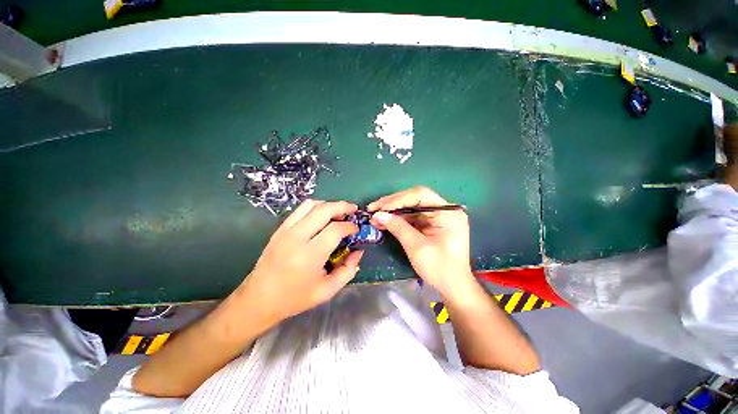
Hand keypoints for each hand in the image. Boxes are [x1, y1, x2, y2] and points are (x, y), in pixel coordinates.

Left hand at [238, 200, 363, 323]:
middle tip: (353, 209)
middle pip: (324, 210)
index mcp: (310, 255)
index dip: (350, 226)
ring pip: (311, 205)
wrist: (259, 299)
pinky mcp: (280, 229)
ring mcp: (286, 231)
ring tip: (339, 211)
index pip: (335, 229)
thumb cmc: (295, 298)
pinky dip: (315, 207)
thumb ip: (348, 270)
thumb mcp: (327, 290)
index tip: (356, 230)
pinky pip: (300, 210)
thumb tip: (358, 251)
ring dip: (328, 204)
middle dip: (342, 206)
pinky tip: (322, 215)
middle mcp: (297, 237)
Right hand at [368, 186, 475, 298]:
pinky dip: (399, 219)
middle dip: (393, 204)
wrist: (453, 287)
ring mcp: (438, 217)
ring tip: (375, 216)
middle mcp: (444, 210)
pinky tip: (385, 222)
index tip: (379, 207)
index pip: (420, 195)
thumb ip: (398, 227)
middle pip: (415, 199)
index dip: (398, 199)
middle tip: (373, 209)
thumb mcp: (416, 247)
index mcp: (447, 213)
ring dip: (393, 212)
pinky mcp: (432, 224)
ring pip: (412, 207)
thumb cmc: (439, 268)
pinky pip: (413, 217)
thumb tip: (378, 215)